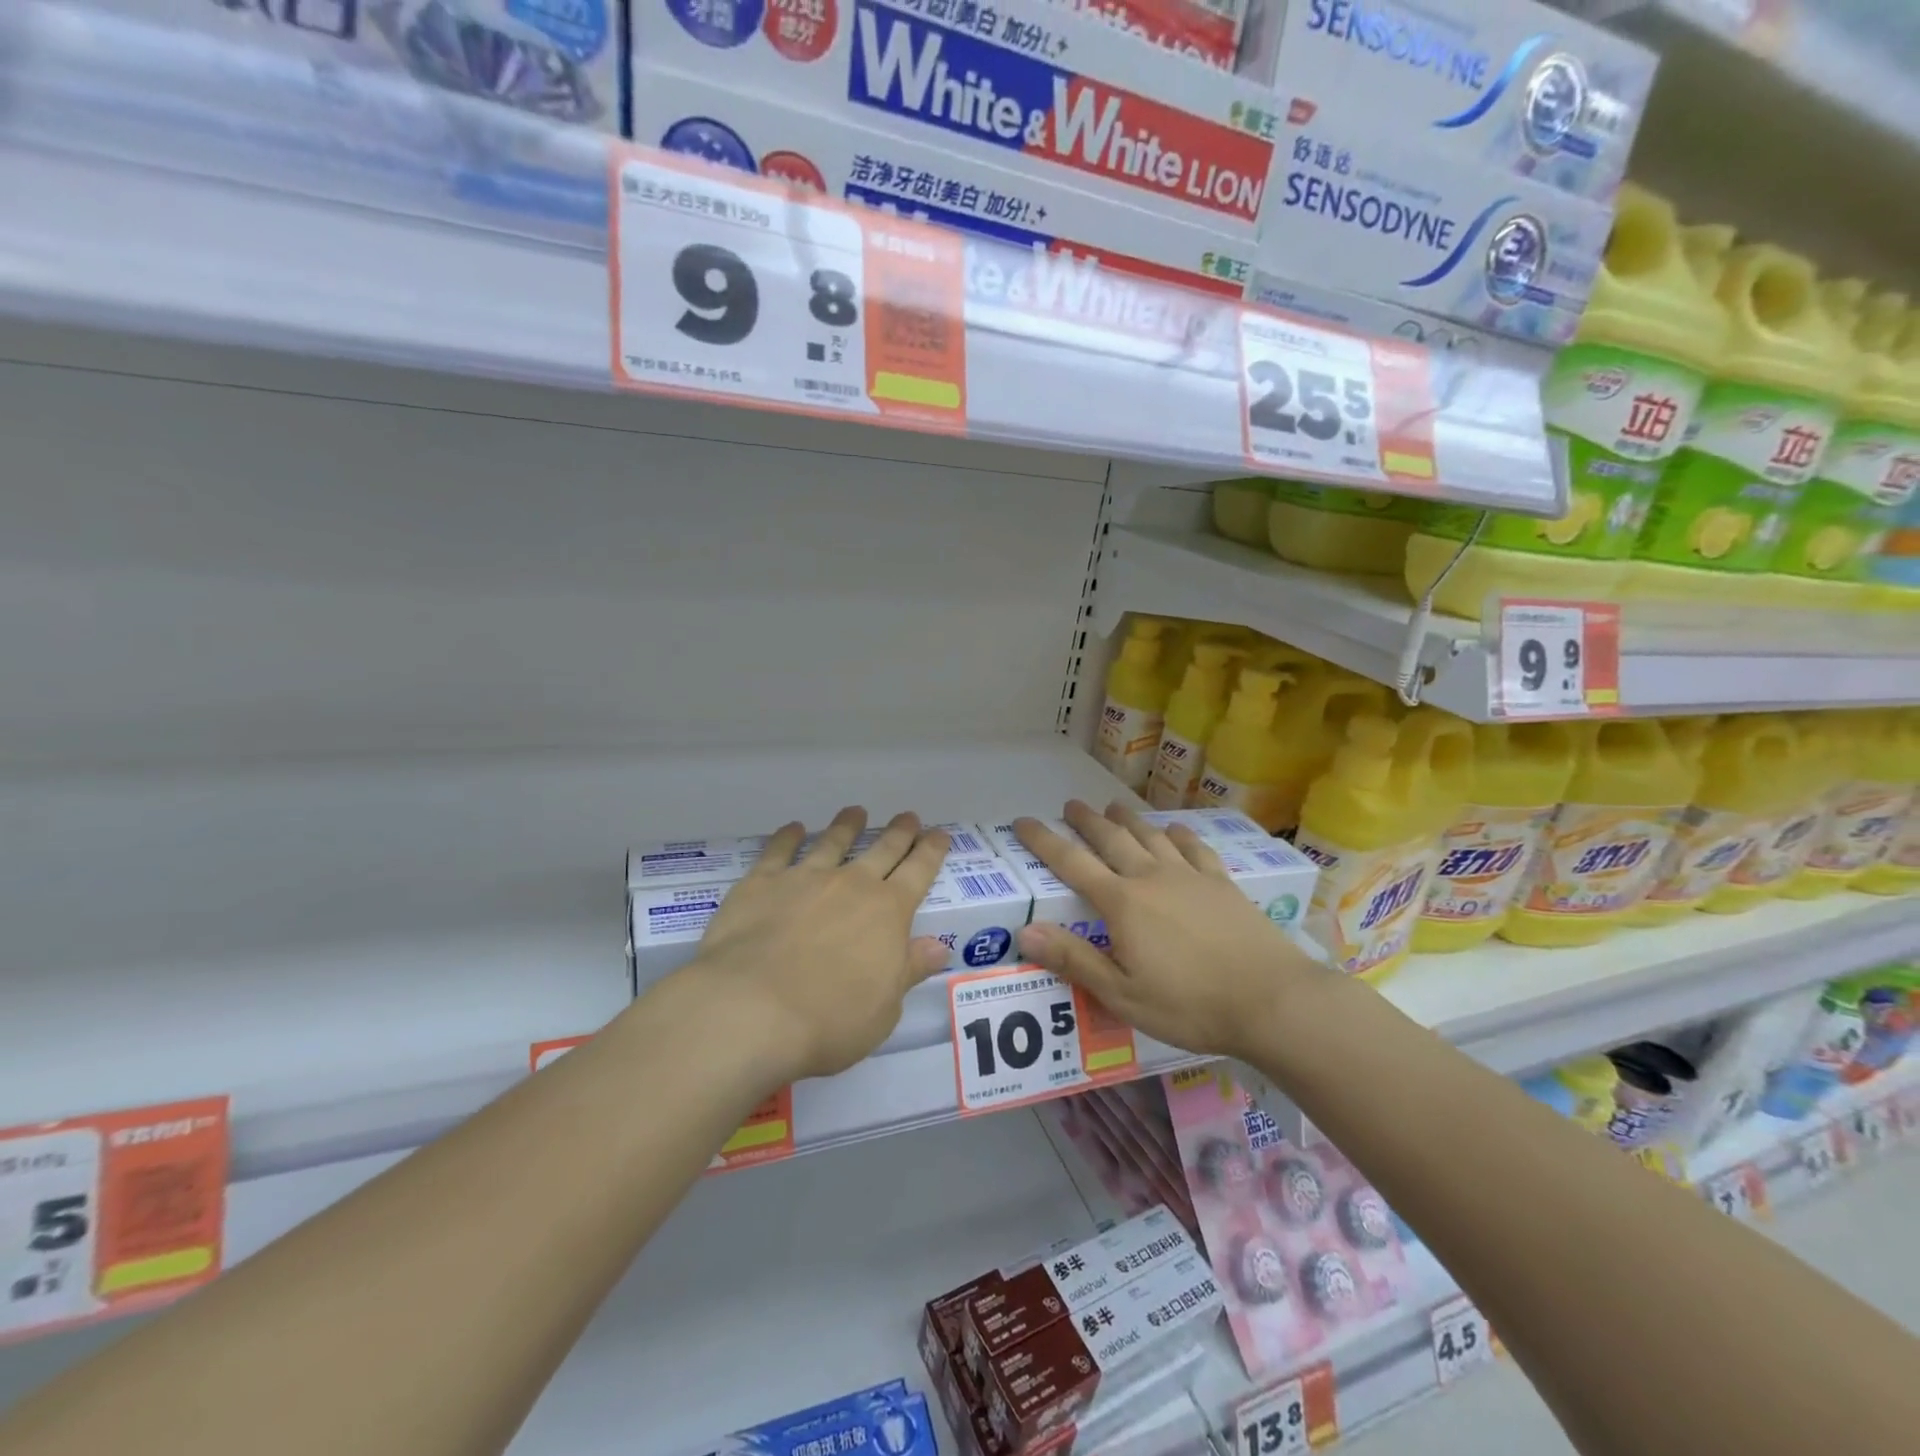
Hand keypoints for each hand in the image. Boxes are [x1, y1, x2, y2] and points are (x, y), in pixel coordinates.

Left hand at [680, 808, 951, 1082]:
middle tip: (908, 816)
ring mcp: (805, 879)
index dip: (931, 851)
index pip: (919, 872)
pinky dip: (788, 837)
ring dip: (847, 825)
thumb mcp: (883, 1009)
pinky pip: (779, 851)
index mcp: (888, 913)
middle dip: (899, 832)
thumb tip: (938, 947)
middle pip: (882, 850)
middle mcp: (851, 885)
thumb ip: (908, 970)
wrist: (751, 1010)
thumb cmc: (828, 1021)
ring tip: (855, 812)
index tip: (939, 834)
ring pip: (833, 842)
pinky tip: (793, 829)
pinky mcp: (761, 883)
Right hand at [1012, 802, 1323, 1061]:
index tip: (1022, 822)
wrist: (1272, 1000)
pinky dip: (1180, 835)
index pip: (1072, 863)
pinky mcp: (1222, 884)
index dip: (1044, 841)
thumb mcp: (1123, 994)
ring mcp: (1190, 877)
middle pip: (1112, 839)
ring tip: (1113, 807)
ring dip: (1128, 820)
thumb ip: (1074, 960)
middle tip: (1070, 805)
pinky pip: (1195, 849)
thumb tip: (1024, 931)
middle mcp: (1152, 878)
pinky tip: (1175, 830)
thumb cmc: (1191, 1005)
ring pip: (1151, 836)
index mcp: (1123, 903)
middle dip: (1087, 821)